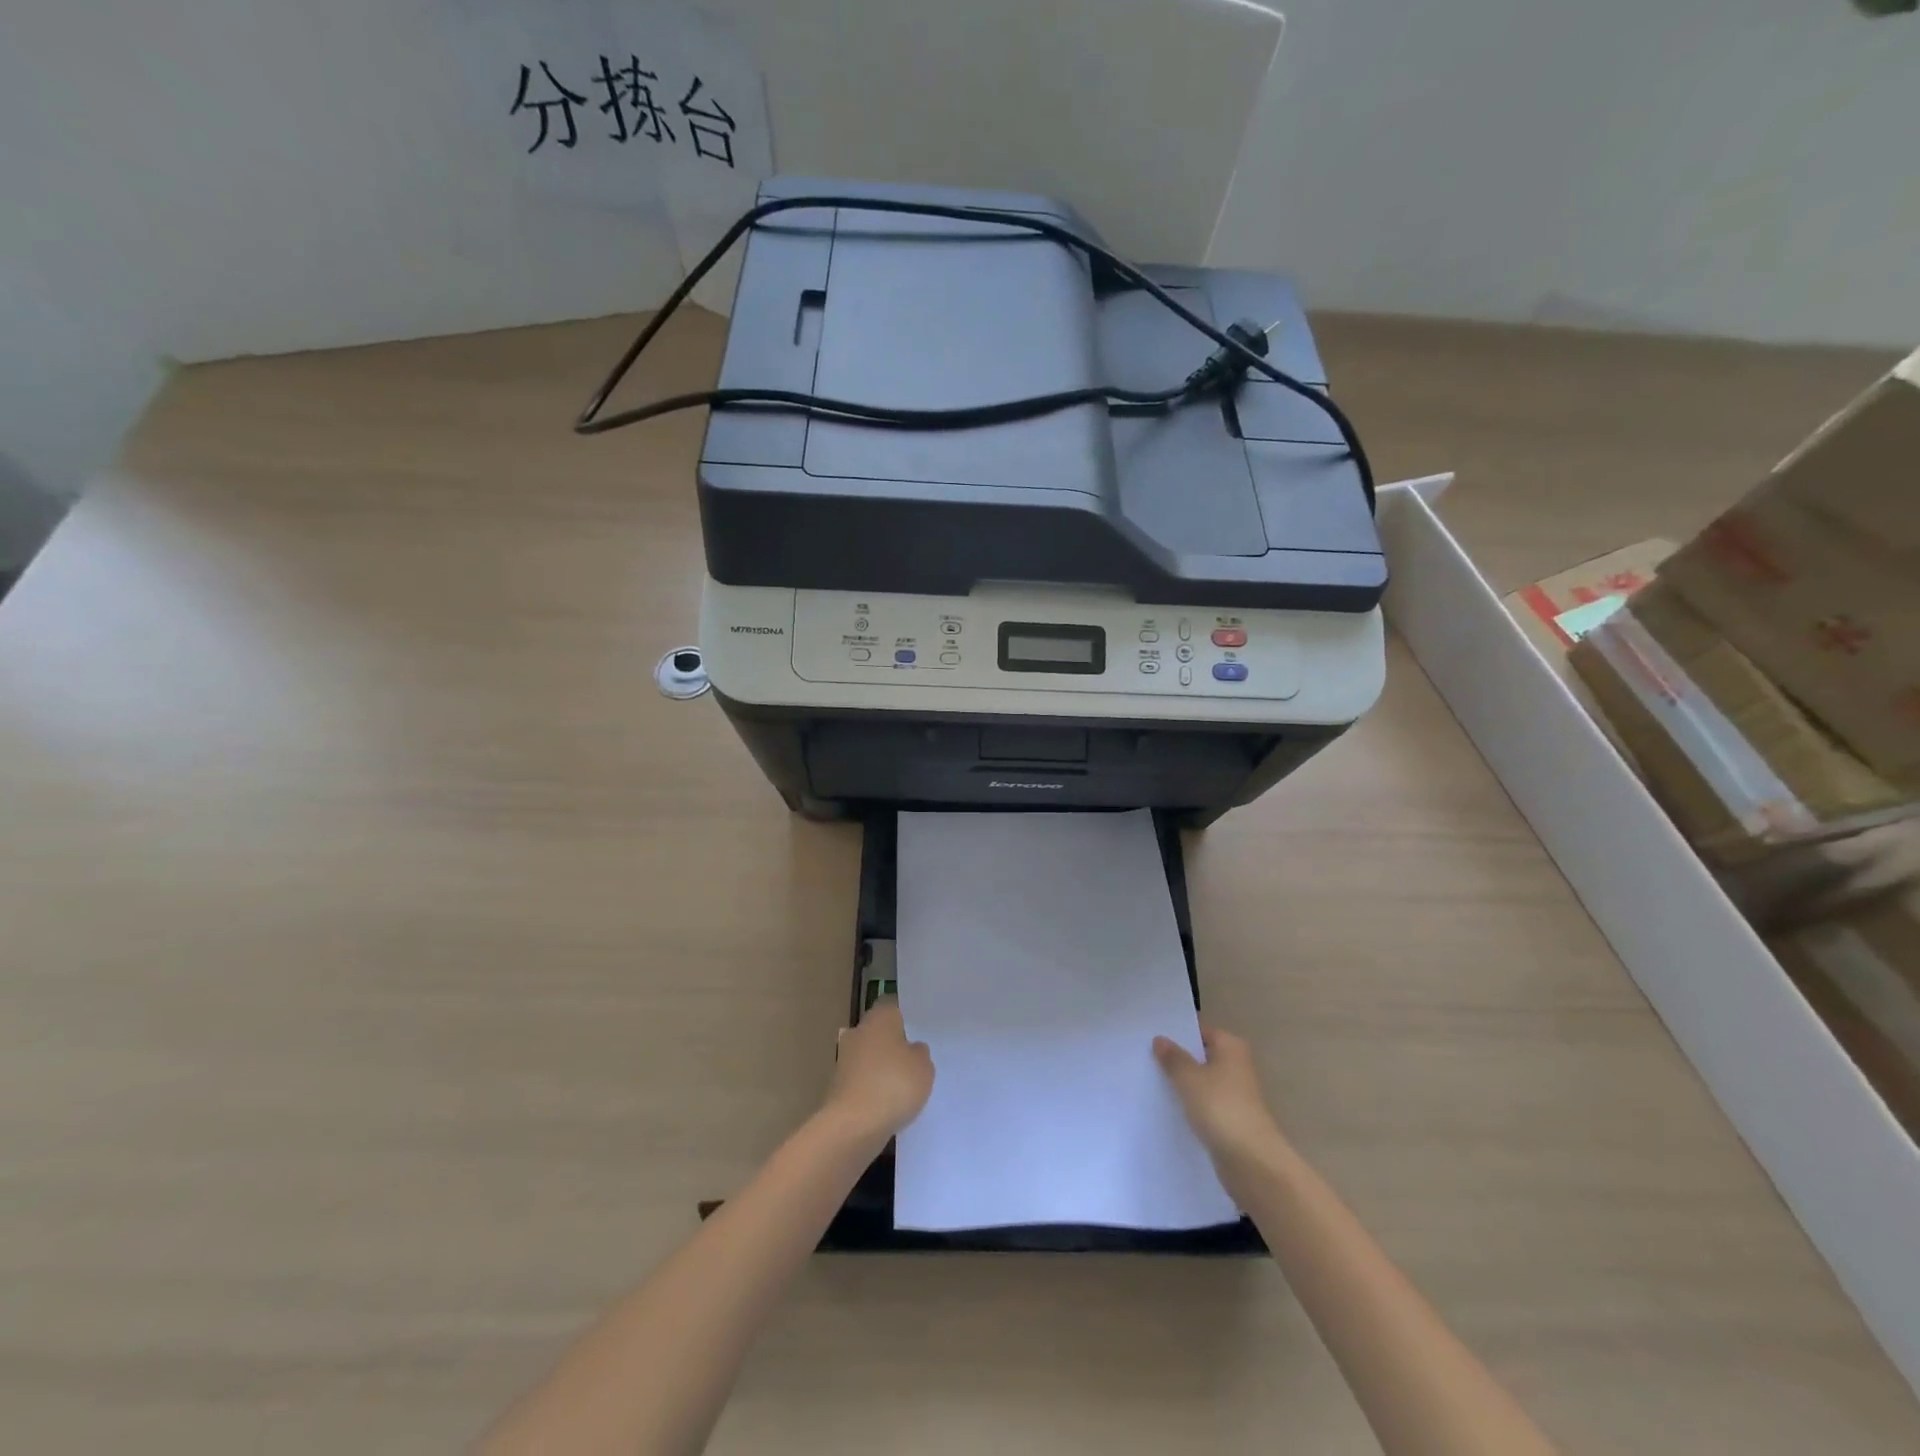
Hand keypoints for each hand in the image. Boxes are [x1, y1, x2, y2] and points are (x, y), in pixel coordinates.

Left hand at [824, 998, 934, 1143]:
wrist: (853, 1125)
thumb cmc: (893, 1084)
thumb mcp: (924, 1067)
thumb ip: (920, 1053)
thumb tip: (912, 1049)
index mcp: (880, 1017)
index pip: (894, 1006)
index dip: (907, 1017)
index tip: (921, 1031)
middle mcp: (859, 1030)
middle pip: (880, 1031)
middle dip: (894, 1043)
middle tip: (916, 1058)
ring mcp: (846, 1058)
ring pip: (870, 1055)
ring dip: (883, 1067)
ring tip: (906, 1084)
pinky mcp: (839, 1085)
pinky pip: (863, 1079)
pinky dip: (873, 1087)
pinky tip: (889, 1102)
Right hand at [1153, 1023, 1284, 1166]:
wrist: (1252, 1162)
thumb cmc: (1221, 1108)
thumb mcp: (1189, 1078)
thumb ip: (1173, 1058)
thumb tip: (1160, 1039)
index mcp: (1230, 1047)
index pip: (1199, 1031)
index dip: (1176, 1033)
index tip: (1149, 1036)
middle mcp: (1236, 1066)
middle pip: (1200, 1056)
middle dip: (1177, 1058)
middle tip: (1143, 1057)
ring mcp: (1234, 1094)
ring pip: (1201, 1081)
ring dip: (1182, 1083)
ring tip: (1149, 1080)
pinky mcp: (1230, 1119)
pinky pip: (1204, 1104)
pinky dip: (1189, 1104)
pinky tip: (1167, 1107)